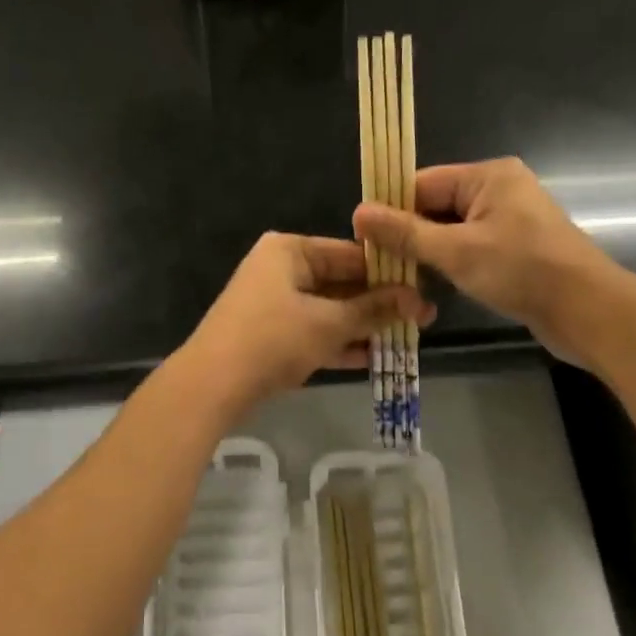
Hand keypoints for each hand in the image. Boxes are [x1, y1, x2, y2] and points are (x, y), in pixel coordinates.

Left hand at [182, 233, 433, 417]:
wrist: (212, 385)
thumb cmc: (273, 339)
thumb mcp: (329, 323)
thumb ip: (374, 310)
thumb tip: (419, 300)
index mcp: (290, 250)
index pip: (352, 253)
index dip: (389, 273)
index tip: (424, 289)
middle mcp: (281, 269)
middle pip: (341, 282)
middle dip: (379, 304)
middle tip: (422, 317)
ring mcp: (273, 303)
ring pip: (329, 311)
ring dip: (363, 326)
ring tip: (406, 339)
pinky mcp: (271, 335)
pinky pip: (314, 332)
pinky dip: (339, 343)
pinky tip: (373, 358)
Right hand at [352, 157, 619, 362]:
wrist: (587, 311)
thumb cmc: (522, 271)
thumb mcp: (456, 251)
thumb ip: (406, 233)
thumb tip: (358, 213)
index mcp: (488, 176)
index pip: (422, 183)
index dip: (390, 209)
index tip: (361, 240)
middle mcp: (498, 191)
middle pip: (435, 207)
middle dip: (407, 235)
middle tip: (374, 266)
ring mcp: (509, 222)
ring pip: (451, 232)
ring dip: (427, 254)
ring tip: (396, 279)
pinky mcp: (514, 251)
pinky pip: (469, 250)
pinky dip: (450, 266)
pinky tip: (429, 288)